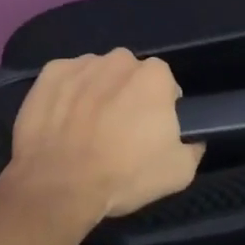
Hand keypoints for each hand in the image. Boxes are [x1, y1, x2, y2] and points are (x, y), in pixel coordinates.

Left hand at [6, 50, 203, 224]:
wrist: (58, 185)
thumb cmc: (123, 175)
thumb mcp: (177, 173)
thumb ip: (192, 149)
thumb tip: (193, 141)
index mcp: (154, 75)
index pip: (164, 84)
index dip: (158, 108)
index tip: (149, 132)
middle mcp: (119, 59)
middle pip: (128, 75)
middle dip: (126, 96)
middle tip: (117, 131)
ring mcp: (82, 63)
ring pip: (97, 74)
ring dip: (96, 94)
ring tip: (85, 130)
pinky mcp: (51, 73)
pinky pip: (65, 80)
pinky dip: (65, 95)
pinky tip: (61, 123)